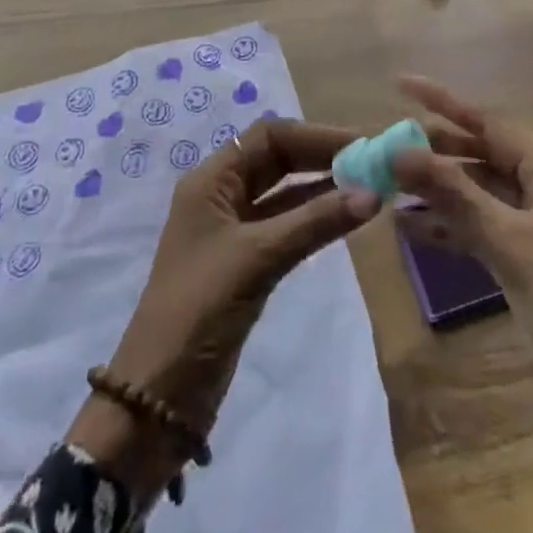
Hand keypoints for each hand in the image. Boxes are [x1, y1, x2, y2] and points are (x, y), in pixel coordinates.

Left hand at [69, 118, 379, 496]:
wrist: (158, 398)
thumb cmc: (199, 310)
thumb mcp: (257, 258)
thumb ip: (314, 222)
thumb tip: (374, 192)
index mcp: (211, 180)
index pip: (269, 136)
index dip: (315, 135)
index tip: (361, 143)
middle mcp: (221, 195)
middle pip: (277, 159)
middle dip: (322, 157)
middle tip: (373, 162)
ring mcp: (233, 230)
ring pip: (284, 193)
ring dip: (323, 187)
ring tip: (370, 185)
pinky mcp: (246, 263)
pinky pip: (286, 224)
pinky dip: (315, 218)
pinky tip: (347, 217)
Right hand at [391, 77, 532, 532]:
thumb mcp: (509, 243)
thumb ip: (453, 193)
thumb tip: (399, 151)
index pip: (490, 122)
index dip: (443, 102)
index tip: (400, 84)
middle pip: (485, 155)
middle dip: (436, 152)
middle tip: (384, 146)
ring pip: (483, 193)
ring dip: (440, 191)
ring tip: (390, 186)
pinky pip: (488, 227)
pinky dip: (455, 226)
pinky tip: (414, 228)